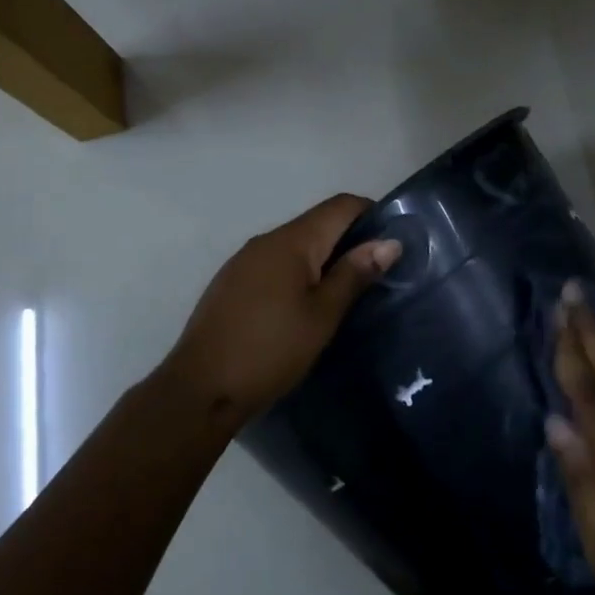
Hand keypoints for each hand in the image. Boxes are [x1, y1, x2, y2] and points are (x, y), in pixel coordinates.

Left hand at [162, 194, 401, 423]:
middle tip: (378, 272)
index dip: (371, 214)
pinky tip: (306, 304)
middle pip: (317, 223)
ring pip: (295, 245)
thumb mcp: (322, 315)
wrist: (200, 388)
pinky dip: (299, 272)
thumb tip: (389, 242)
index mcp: (291, 241)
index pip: (340, 205)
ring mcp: (244, 261)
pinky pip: (275, 264)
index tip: (394, 241)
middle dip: (350, 239)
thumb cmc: (271, 350)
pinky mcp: (232, 282)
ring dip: (324, 257)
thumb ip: (354, 274)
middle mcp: (266, 240)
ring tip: (347, 290)